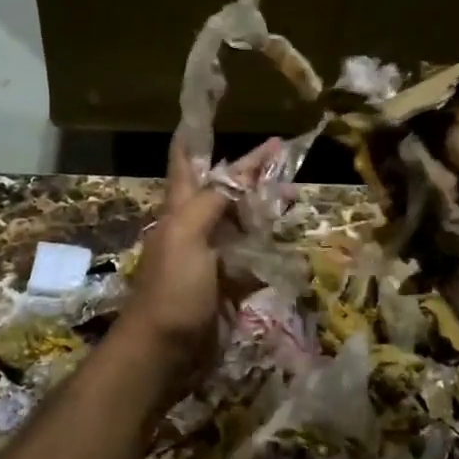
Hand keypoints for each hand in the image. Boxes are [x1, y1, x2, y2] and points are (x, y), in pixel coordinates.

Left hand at [127, 136, 284, 370]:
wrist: (164, 353)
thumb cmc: (173, 289)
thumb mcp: (187, 236)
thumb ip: (212, 202)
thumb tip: (236, 173)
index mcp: (180, 210)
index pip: (187, 162)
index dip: (196, 134)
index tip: (210, 105)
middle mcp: (195, 228)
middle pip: (224, 190)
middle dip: (250, 172)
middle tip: (283, 155)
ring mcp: (211, 258)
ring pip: (241, 223)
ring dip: (265, 208)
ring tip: (294, 197)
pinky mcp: (226, 285)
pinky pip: (252, 259)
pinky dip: (269, 248)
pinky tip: (288, 242)